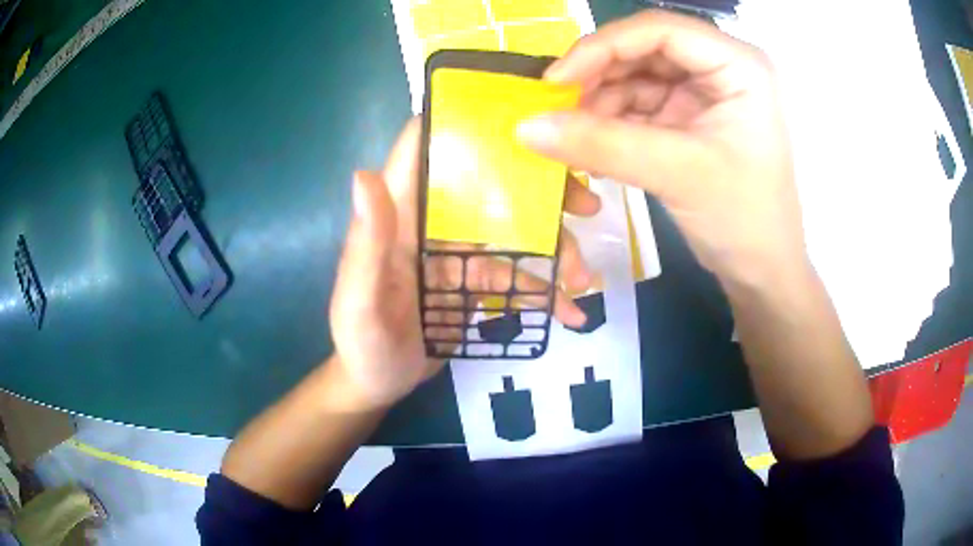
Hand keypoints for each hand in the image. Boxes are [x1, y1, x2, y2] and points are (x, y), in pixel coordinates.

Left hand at [329, 118, 600, 409]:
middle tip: (586, 206)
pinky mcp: (475, 283)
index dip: (464, 122)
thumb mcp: (359, 300)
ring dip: (555, 251)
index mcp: (400, 214)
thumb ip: (365, 243)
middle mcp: (432, 222)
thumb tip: (363, 175)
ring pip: (516, 233)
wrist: (377, 383)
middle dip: (541, 190)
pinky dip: (546, 292)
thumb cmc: (361, 342)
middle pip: (491, 185)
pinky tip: (570, 312)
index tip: (521, 121)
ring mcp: (458, 252)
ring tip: (582, 281)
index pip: (425, 148)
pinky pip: (518, 277)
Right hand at [517, 10, 803, 286]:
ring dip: (601, 103)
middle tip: (557, 109)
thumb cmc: (743, 219)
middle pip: (644, 50)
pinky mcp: (690, 119)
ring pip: (637, 77)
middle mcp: (720, 68)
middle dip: (599, 77)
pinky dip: (612, 123)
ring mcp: (704, 93)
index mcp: (738, 64)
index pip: (659, 30)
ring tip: (574, 137)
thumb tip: (525, 126)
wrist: (762, 272)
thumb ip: (601, 144)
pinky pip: (640, 106)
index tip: (556, 81)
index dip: (603, 47)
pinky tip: (593, 146)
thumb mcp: (676, 174)